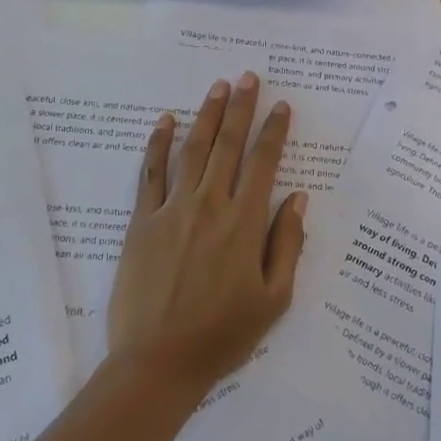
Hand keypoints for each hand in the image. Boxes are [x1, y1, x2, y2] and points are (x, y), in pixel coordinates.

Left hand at [105, 72, 306, 399]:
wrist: (158, 363)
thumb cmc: (223, 335)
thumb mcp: (274, 299)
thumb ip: (288, 244)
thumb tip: (298, 198)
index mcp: (244, 224)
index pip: (264, 163)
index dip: (274, 131)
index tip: (281, 106)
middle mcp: (209, 206)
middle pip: (229, 146)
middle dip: (241, 108)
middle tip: (248, 77)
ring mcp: (172, 210)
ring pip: (193, 150)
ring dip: (207, 116)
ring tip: (217, 88)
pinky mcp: (141, 222)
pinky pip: (150, 174)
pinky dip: (157, 144)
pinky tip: (164, 121)